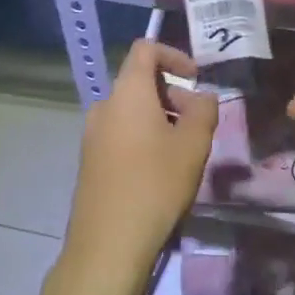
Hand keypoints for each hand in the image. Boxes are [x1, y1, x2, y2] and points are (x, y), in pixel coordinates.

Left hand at [59, 40, 217, 291]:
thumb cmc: (155, 184)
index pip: (145, 49)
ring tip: (183, 149)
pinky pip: (120, 133)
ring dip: (160, 117)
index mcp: (127, 91)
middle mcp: (104, 105)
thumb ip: (204, 111)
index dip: (174, 55)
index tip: (195, 78)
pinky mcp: (90, 161)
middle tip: (197, 122)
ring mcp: (92, 134)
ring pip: (131, 110)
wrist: (107, 245)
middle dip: (172, 93)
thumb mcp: (193, 145)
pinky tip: (160, 170)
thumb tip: (203, 97)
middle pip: (139, 81)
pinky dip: (143, 136)